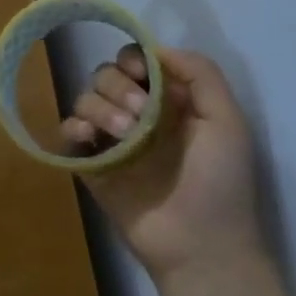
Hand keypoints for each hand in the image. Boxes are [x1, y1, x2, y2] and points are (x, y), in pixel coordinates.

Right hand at [62, 45, 266, 279]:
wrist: (202, 246)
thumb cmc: (220, 182)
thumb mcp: (227, 121)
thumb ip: (201, 74)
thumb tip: (157, 50)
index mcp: (168, 101)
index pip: (136, 60)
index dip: (134, 59)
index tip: (142, 74)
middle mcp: (137, 113)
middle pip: (106, 74)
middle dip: (118, 86)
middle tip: (140, 116)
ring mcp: (112, 139)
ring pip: (85, 97)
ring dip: (100, 106)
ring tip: (124, 134)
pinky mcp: (92, 165)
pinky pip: (68, 132)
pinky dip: (73, 126)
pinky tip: (90, 138)